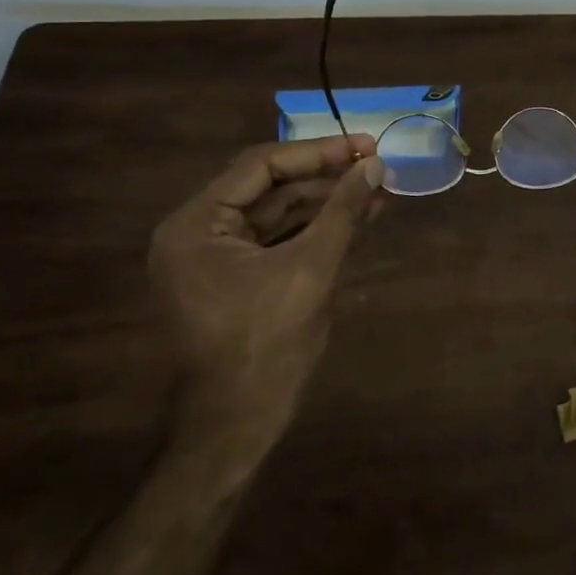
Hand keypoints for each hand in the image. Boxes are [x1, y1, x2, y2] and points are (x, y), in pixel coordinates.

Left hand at [148, 134, 384, 455]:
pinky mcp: (235, 277)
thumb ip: (342, 211)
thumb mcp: (311, 270)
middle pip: (270, 186)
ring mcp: (215, 256)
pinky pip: (278, 239)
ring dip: (327, 202)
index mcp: (196, 224)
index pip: (262, 166)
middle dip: (326, 177)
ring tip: (378, 190)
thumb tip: (375, 165)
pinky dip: (316, 228)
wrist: (237, 429)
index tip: (366, 145)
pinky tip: (359, 217)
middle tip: (376, 165)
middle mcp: (197, 232)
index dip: (319, 152)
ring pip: (278, 212)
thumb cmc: (266, 346)